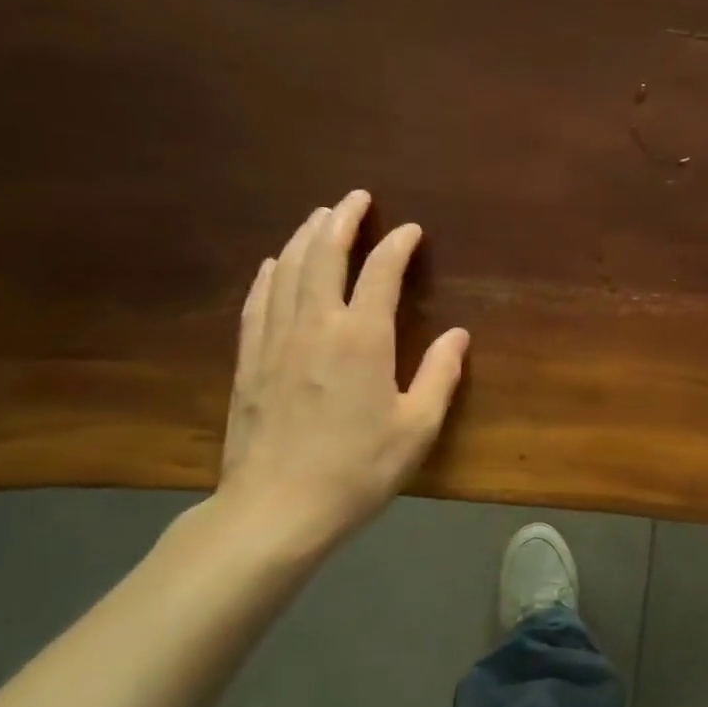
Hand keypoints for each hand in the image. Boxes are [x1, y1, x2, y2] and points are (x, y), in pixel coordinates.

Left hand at [213, 190, 468, 557]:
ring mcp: (275, 341)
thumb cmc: (357, 469)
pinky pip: (257, 302)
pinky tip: (272, 264)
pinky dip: (268, 275)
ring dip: (304, 237)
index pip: (380, 272)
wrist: (277, 509)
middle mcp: (316, 325)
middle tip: (356, 198)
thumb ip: (440, 375)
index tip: (410, 230)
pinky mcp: (249, 361)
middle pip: (324, 255)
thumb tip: (458, 335)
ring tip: (319, 217)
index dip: (397, 245)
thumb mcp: (417, 427)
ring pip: (287, 270)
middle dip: (342, 220)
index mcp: (362, 338)